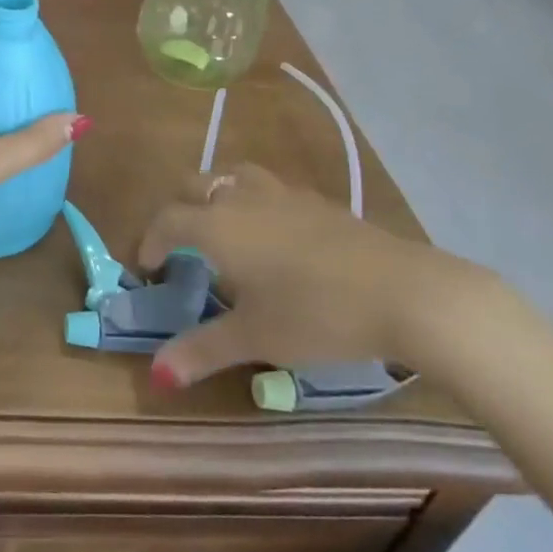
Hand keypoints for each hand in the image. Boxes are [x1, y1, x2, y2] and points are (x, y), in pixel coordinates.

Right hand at [138, 163, 486, 385]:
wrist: (404, 292)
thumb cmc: (315, 314)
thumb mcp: (255, 338)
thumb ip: (202, 350)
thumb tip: (156, 374)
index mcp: (217, 225)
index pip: (167, 220)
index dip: (151, 239)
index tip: (149, 266)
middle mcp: (242, 198)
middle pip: (195, 185)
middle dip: (179, 209)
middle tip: (182, 245)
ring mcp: (284, 194)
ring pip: (234, 177)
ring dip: (219, 196)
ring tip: (226, 230)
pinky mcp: (319, 202)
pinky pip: (271, 190)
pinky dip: (256, 204)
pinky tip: (277, 238)